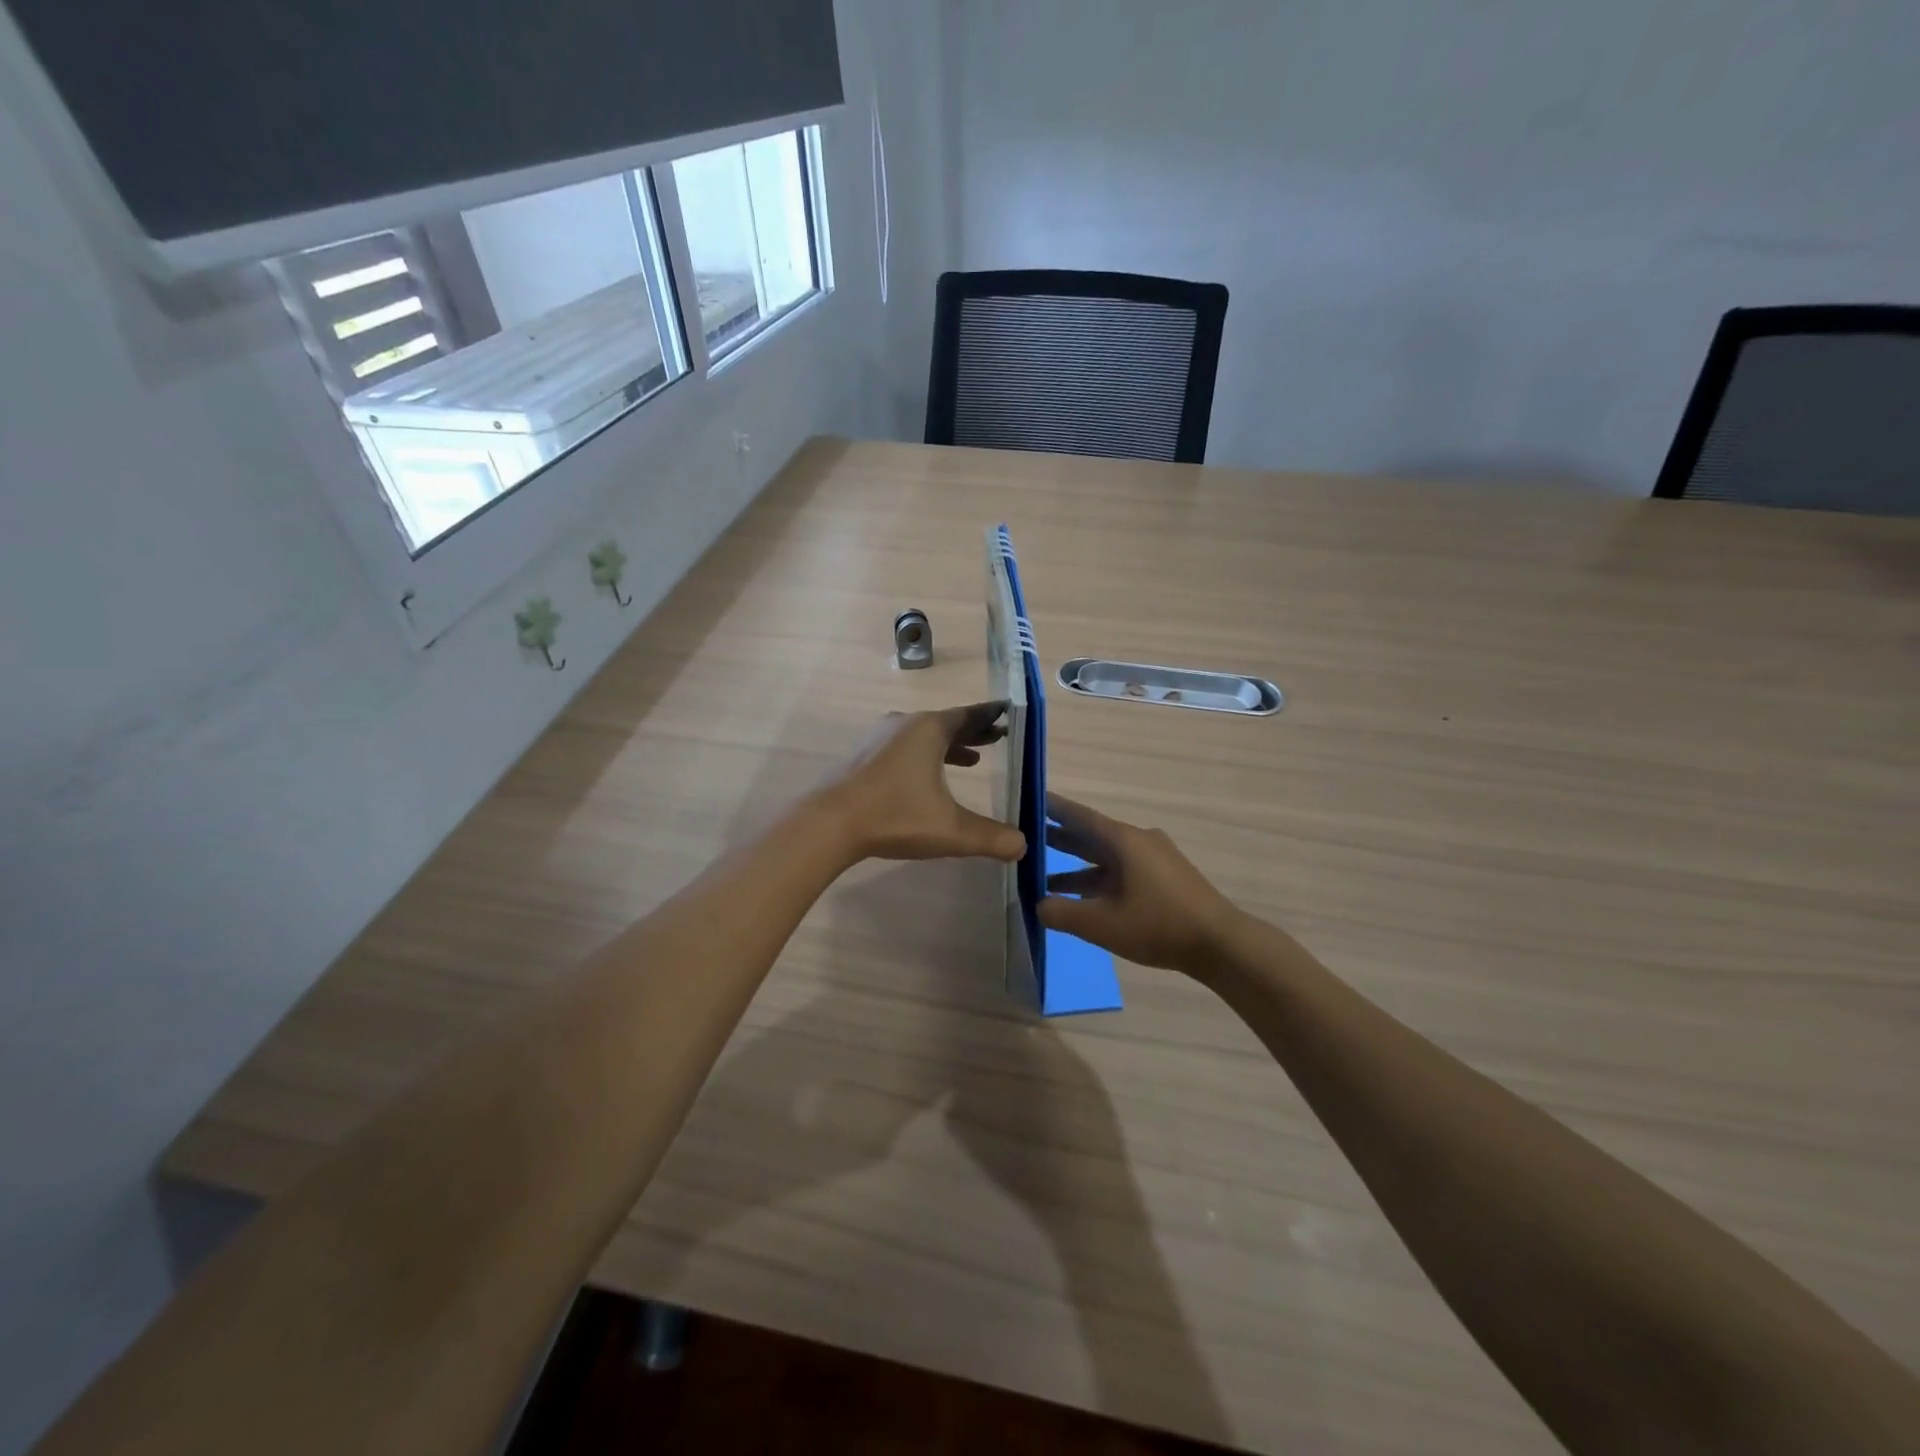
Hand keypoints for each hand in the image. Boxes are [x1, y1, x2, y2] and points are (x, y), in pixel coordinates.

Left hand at [821, 703, 1026, 863]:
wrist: (828, 823)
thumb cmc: (895, 816)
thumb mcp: (951, 830)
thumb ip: (991, 837)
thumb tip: (1023, 846)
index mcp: (929, 729)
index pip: (969, 715)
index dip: (991, 717)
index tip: (1008, 715)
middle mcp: (905, 725)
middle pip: (947, 723)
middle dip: (973, 732)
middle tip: (997, 739)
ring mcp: (879, 738)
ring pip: (923, 736)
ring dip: (948, 746)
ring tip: (971, 760)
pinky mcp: (863, 756)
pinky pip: (903, 748)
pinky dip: (924, 756)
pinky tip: (926, 778)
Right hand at [1037, 794, 1244, 972]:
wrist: (1221, 944)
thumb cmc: (1158, 925)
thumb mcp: (1101, 923)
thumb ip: (1062, 913)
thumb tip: (1039, 905)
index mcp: (1124, 840)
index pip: (1080, 816)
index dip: (1053, 809)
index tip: (1030, 799)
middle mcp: (1139, 842)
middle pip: (1092, 835)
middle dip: (1060, 839)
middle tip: (1027, 838)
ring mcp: (1155, 860)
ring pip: (1107, 857)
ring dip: (1077, 867)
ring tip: (1044, 879)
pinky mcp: (1165, 879)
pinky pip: (1122, 871)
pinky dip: (1098, 880)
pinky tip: (1082, 899)